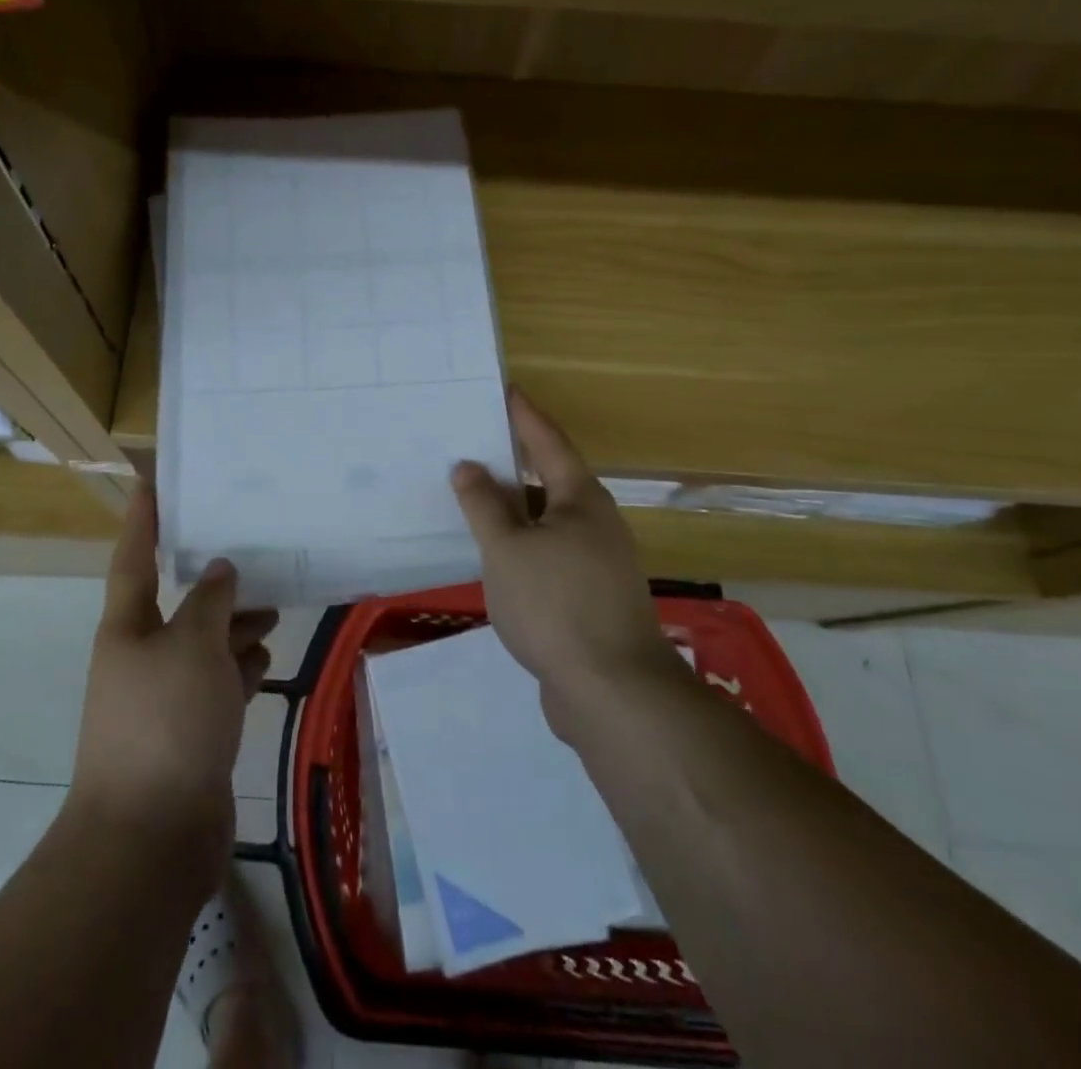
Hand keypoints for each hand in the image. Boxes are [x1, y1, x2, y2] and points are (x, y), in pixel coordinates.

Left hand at [70, 487, 277, 880]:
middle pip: (179, 605)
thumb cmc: (165, 724)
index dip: (142, 518)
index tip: (150, 480)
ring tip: (274, 607)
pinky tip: (266, 661)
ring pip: (204, 646)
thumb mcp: (192, 647)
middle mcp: (142, 657)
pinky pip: (217, 686)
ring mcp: (166, 698)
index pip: (134, 557)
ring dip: (235, 627)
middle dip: (212, 581)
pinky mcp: (190, 734)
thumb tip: (219, 570)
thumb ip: (210, 602)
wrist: (149, 838)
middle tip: (252, 552)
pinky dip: (239, 671)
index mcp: (128, 628)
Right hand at [451, 390, 686, 728]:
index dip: (523, 415)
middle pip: (548, 479)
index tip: (504, 389)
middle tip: (470, 445)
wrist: (612, 692)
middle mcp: (595, 522)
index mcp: (580, 499)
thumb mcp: (506, 549)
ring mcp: (597, 561)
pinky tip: (493, 555)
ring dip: (512, 509)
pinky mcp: (590, 595)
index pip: (548, 441)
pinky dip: (521, 544)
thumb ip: (483, 505)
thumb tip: (468, 466)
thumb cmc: (555, 605)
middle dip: (511, 463)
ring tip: (471, 498)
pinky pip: (548, 552)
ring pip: (546, 521)